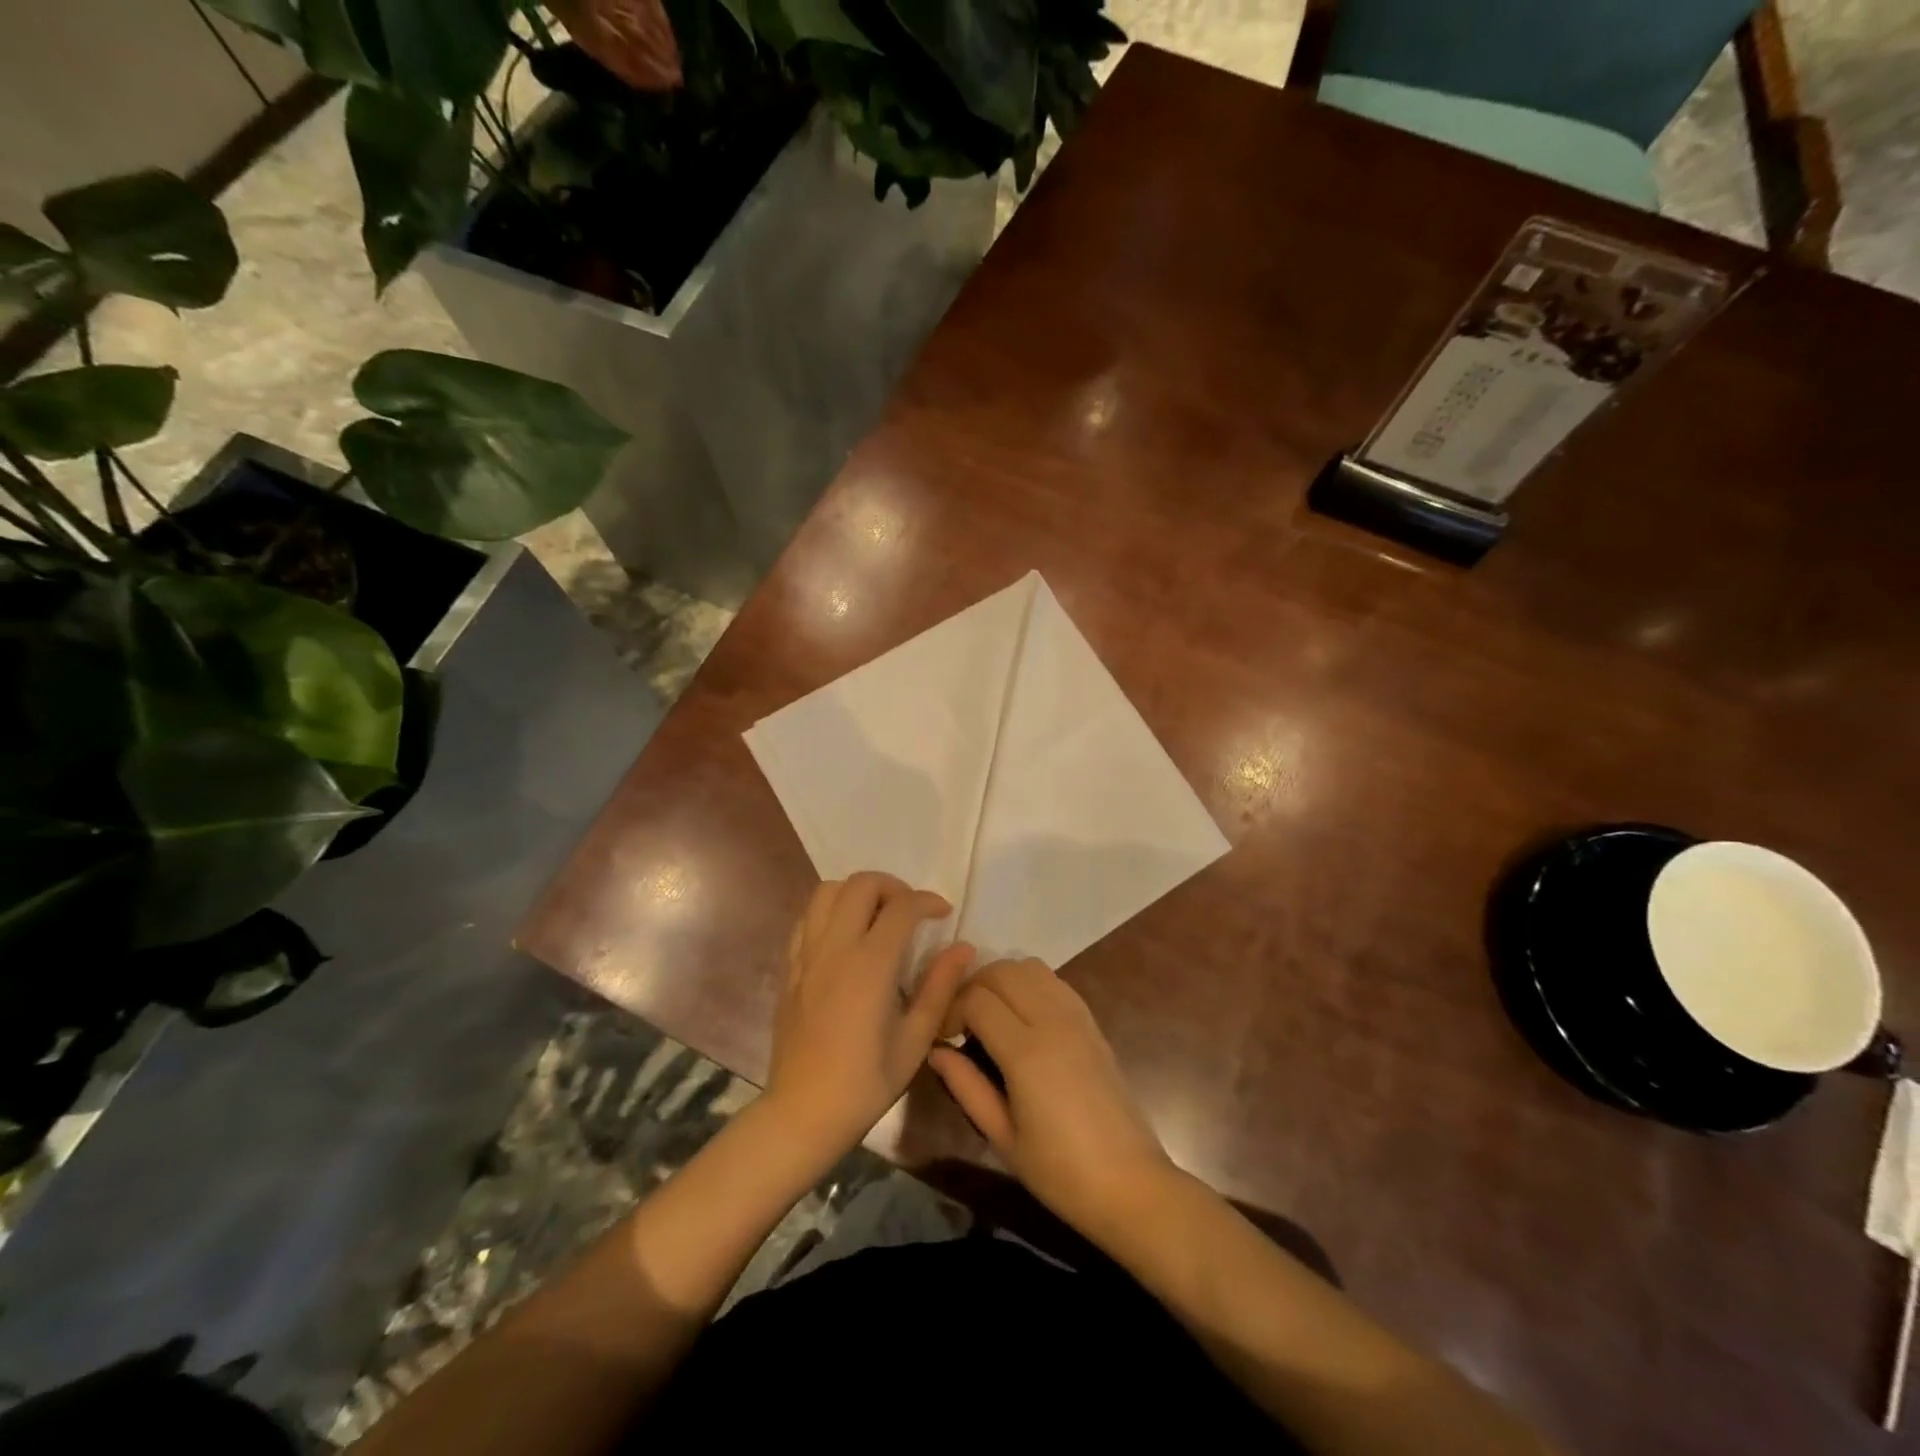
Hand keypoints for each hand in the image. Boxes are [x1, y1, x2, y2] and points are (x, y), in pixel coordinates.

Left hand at [763, 872, 974, 1164]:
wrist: (803, 1112)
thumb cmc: (866, 1082)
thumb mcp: (916, 1040)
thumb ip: (940, 987)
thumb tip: (964, 948)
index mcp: (870, 964)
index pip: (902, 906)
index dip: (927, 900)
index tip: (943, 913)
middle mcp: (836, 947)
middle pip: (861, 884)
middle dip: (892, 886)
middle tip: (910, 911)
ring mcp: (807, 954)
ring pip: (827, 891)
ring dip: (857, 892)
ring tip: (877, 916)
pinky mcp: (790, 967)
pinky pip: (807, 918)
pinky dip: (830, 911)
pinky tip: (846, 936)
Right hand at [928, 958, 1172, 1241]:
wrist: (1129, 1182)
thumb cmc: (1060, 1171)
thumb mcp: (1002, 1137)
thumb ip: (966, 1086)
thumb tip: (936, 1050)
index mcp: (1027, 1051)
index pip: (977, 999)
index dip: (951, 1009)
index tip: (944, 1037)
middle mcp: (1052, 1020)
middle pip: (1002, 970)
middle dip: (973, 986)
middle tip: (961, 1022)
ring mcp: (1077, 1016)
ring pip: (1029, 966)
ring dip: (1002, 980)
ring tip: (990, 1015)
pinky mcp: (1092, 1021)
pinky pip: (1054, 981)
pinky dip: (1029, 984)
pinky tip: (1022, 1018)